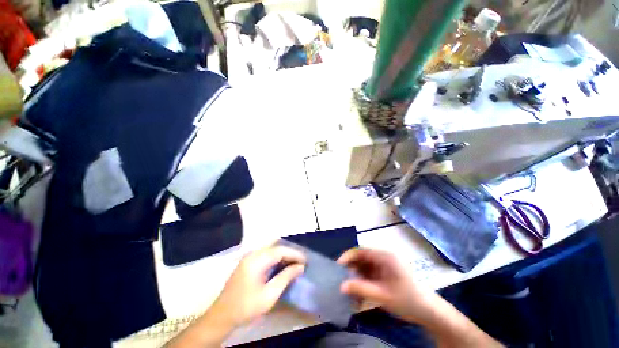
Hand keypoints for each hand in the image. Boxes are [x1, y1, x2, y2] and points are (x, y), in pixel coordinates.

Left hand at [207, 245, 305, 327]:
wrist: (222, 316)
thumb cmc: (246, 307)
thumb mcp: (269, 295)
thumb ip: (285, 277)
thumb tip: (300, 267)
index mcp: (256, 260)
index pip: (280, 251)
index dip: (294, 254)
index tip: (305, 261)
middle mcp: (252, 254)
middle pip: (276, 248)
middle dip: (290, 253)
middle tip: (301, 262)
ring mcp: (249, 257)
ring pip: (271, 250)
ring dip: (283, 255)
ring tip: (294, 264)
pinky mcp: (247, 262)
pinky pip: (265, 255)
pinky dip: (276, 258)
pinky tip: (281, 266)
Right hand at [338, 248, 439, 323]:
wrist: (430, 312)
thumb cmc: (408, 300)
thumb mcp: (383, 296)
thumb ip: (361, 289)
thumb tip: (341, 285)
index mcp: (384, 257)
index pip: (360, 251)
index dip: (347, 257)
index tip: (337, 267)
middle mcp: (383, 258)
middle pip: (361, 259)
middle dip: (351, 269)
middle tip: (342, 280)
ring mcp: (385, 267)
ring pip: (364, 268)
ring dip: (356, 278)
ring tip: (350, 290)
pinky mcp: (386, 275)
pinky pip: (370, 275)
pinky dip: (363, 283)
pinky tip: (360, 295)